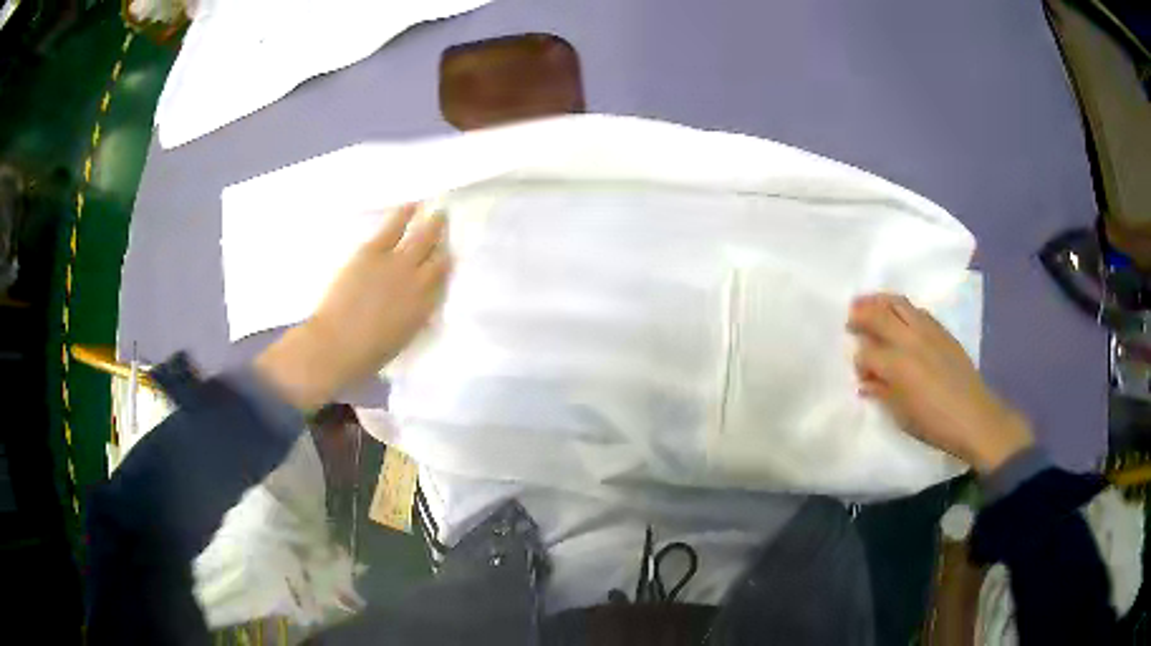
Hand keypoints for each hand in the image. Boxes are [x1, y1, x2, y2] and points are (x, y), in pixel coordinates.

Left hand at [256, 204, 450, 409]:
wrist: (337, 345)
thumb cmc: (367, 353)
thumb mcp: (402, 338)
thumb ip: (414, 315)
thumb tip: (419, 302)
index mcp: (425, 307)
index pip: (442, 280)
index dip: (446, 264)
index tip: (447, 256)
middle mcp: (418, 282)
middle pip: (437, 255)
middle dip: (443, 240)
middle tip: (446, 227)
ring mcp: (397, 264)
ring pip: (422, 237)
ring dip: (432, 224)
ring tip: (437, 212)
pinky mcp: (374, 252)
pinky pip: (393, 228)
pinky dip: (403, 215)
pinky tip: (411, 206)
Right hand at [848, 294, 1033, 471]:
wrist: (974, 418)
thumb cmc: (934, 424)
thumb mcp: (901, 415)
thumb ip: (881, 393)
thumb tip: (866, 381)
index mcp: (897, 366)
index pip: (867, 353)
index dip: (859, 361)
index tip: (861, 373)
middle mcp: (910, 341)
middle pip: (879, 316)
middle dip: (860, 315)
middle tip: (850, 318)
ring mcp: (928, 331)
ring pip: (898, 304)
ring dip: (879, 301)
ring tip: (867, 303)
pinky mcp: (942, 330)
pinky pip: (917, 310)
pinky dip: (902, 308)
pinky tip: (899, 316)